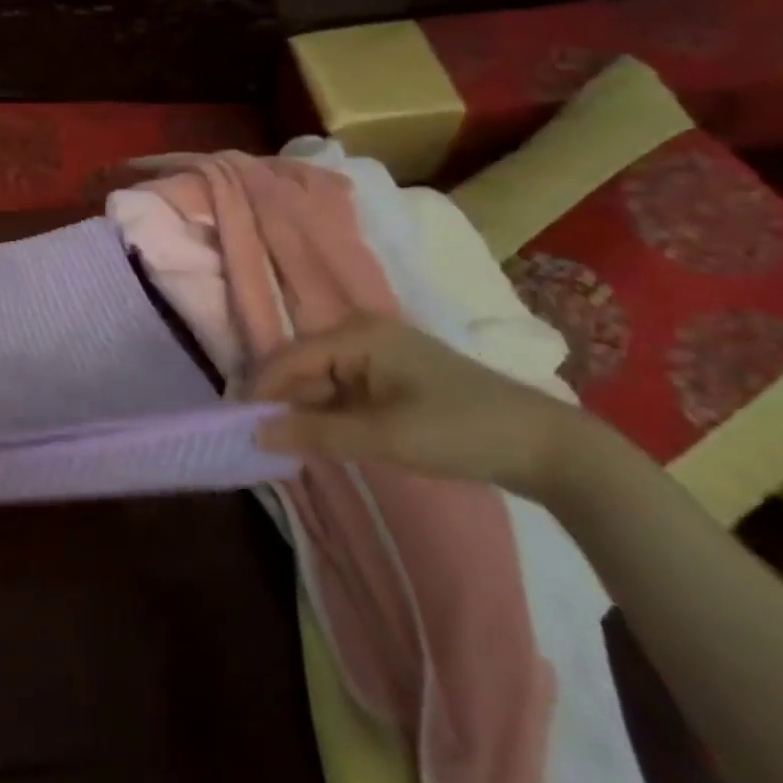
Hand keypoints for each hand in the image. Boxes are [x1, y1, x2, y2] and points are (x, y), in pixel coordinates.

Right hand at [245, 315, 582, 495]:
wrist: (547, 448)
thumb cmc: (460, 431)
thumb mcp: (383, 436)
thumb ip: (316, 432)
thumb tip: (256, 432)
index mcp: (357, 334)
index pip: (289, 357)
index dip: (260, 388)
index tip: (234, 421)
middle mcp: (362, 333)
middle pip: (304, 365)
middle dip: (281, 400)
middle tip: (256, 438)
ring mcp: (380, 354)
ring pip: (323, 380)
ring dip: (305, 410)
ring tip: (283, 443)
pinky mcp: (394, 377)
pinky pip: (345, 390)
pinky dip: (331, 413)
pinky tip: (322, 437)